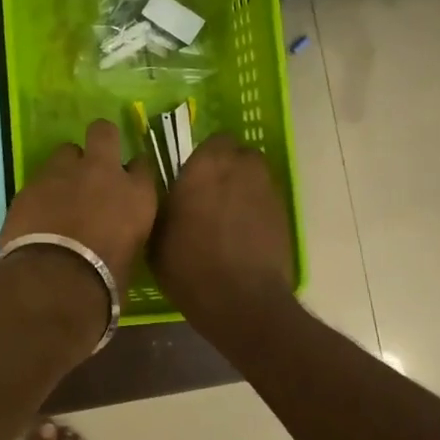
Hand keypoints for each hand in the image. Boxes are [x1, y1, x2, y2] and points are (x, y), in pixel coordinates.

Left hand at [0, 119, 159, 284]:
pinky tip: (37, 213)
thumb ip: (124, 231)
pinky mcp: (30, 184)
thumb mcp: (130, 256)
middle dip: (100, 140)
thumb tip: (115, 234)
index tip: (127, 180)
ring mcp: (63, 173)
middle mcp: (103, 172)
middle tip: (93, 162)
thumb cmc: (104, 282)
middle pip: (104, 132)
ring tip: (60, 191)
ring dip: (66, 167)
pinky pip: (39, 178)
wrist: (54, 282)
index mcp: (137, 194)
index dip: (132, 171)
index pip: (142, 165)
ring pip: (66, 151)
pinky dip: (41, 192)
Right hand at [152, 135, 293, 310]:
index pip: (213, 140)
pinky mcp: (283, 215)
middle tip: (211, 191)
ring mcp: (266, 191)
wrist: (241, 299)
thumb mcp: (156, 234)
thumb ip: (162, 203)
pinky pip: (267, 200)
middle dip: (228, 166)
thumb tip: (164, 193)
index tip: (193, 175)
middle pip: (240, 153)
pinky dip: (257, 209)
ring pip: (256, 175)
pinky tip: (244, 233)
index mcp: (205, 166)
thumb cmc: (188, 264)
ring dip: (244, 185)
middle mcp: (240, 169)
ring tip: (229, 212)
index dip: (205, 156)